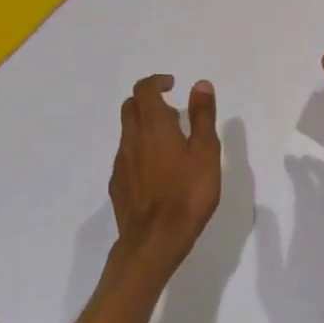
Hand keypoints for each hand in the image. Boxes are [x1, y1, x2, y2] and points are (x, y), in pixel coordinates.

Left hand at [106, 75, 222, 288]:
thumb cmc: (187, 194)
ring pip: (128, 132)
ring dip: (144, 127)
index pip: (144, 89)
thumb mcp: (205, 153)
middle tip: (172, 112)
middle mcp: (131, 138)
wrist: (154, 240)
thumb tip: (200, 84)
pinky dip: (139, 150)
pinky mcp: (117, 184)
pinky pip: (126, 156)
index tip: (173, 85)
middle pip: (131, 107)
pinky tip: (156, 170)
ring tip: (170, 143)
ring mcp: (121, 162)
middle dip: (148, 101)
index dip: (157, 82)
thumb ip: (202, 117)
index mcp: (153, 125)